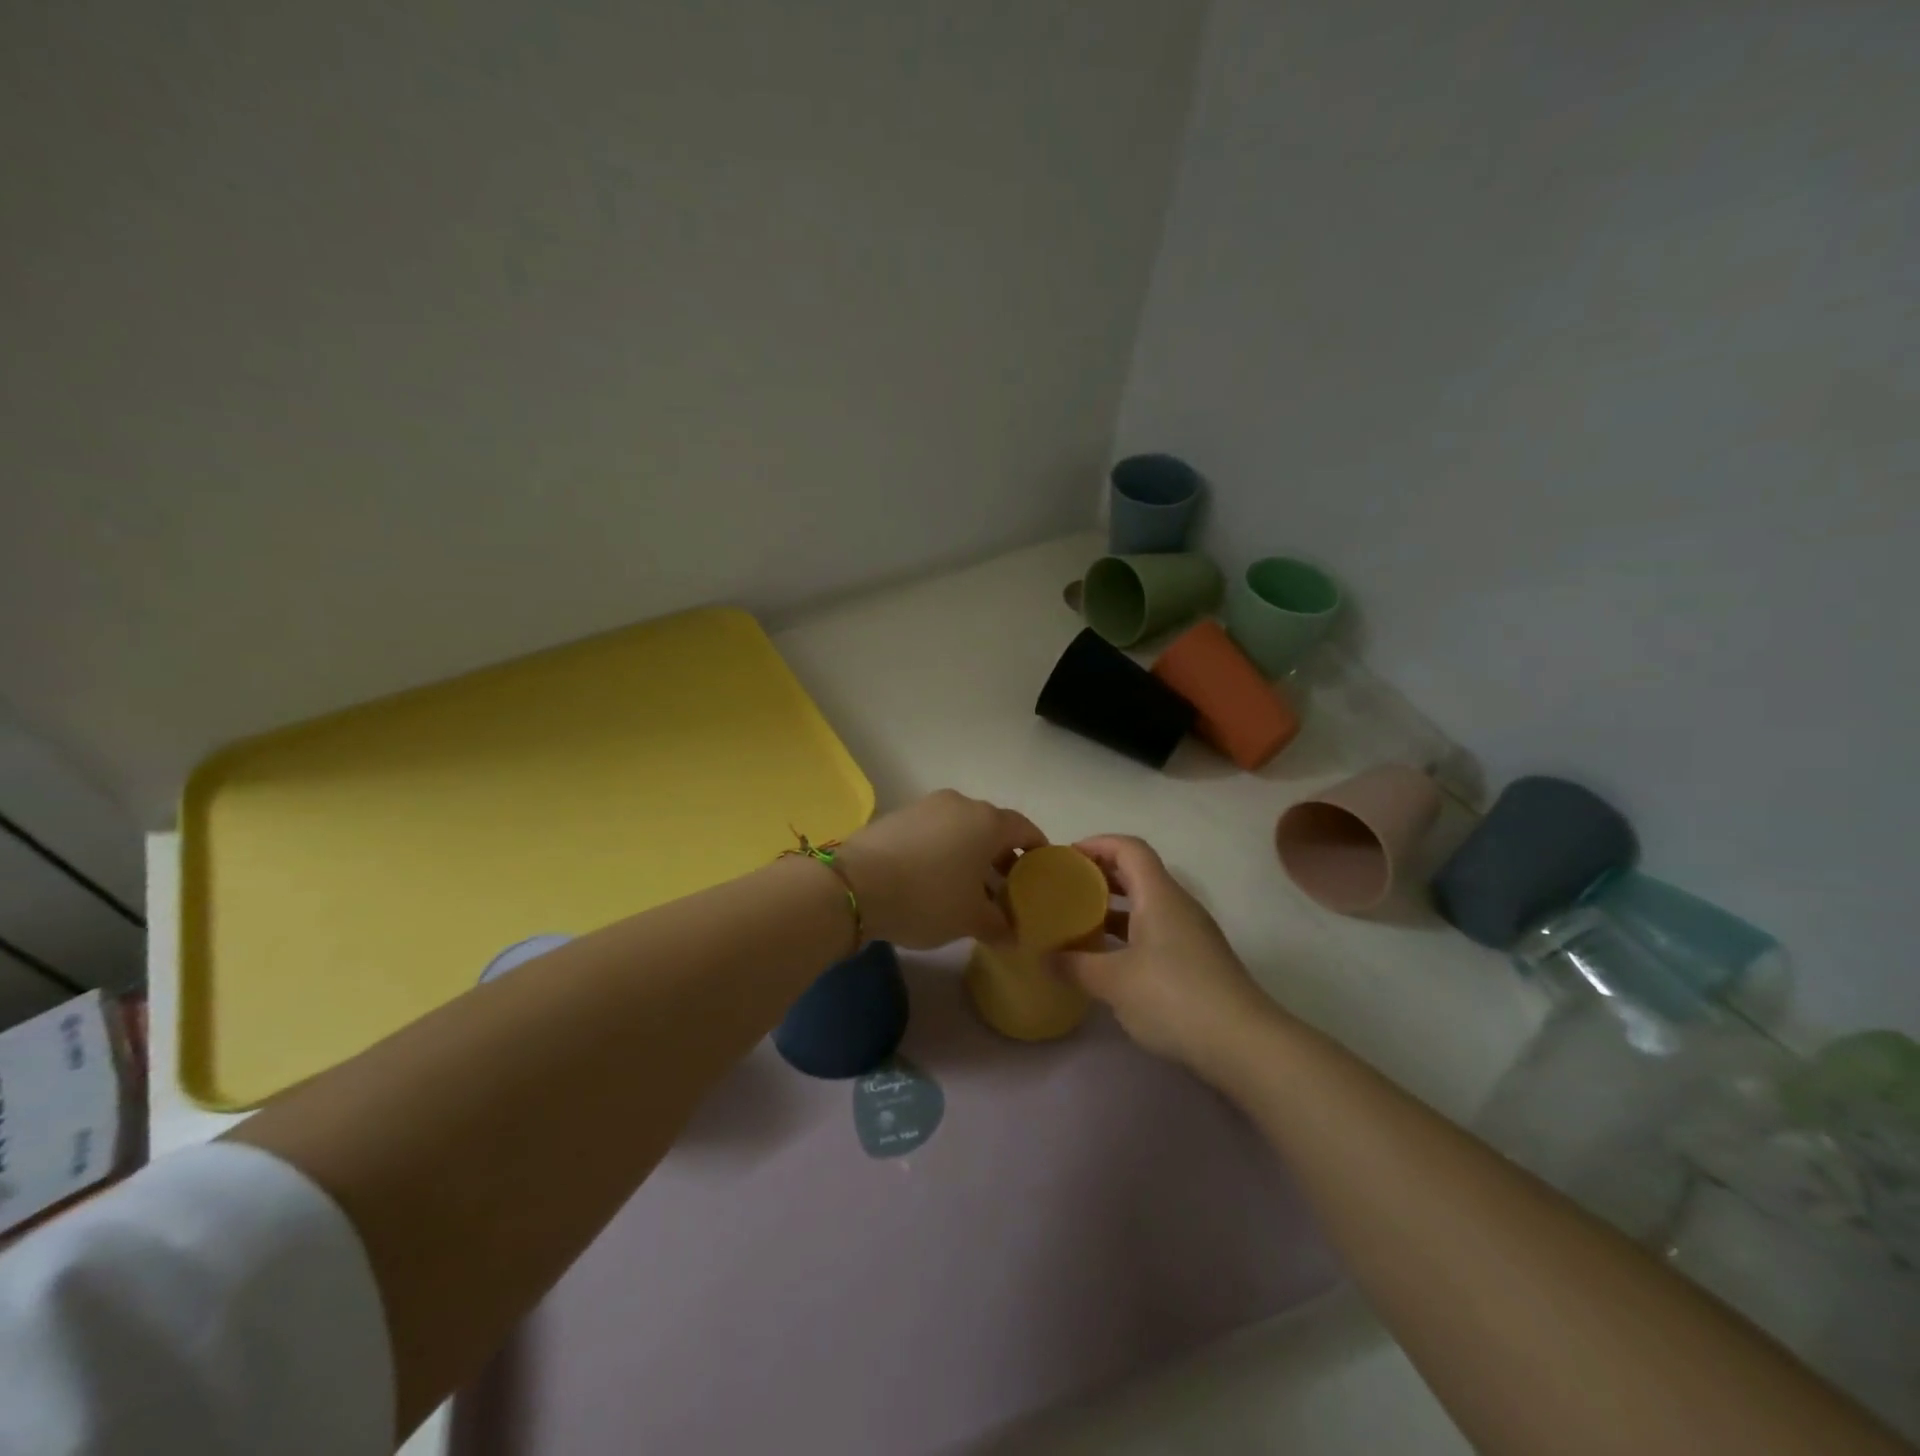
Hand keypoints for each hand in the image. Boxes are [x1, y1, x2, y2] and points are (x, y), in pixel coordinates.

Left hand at [834, 790, 1046, 948]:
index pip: (1025, 828)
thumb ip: (999, 925)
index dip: (1037, 849)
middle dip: (1002, 856)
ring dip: (970, 854)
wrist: (854, 885)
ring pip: (960, 829)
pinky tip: (934, 880)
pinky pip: (933, 832)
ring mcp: (925, 806)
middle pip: (992, 827)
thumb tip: (1013, 933)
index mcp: (987, 821)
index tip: (1041, 871)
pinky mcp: (897, 816)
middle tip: (1006, 888)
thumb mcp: (970, 920)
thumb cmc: (927, 898)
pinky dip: (942, 851)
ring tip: (969, 889)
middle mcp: (960, 804)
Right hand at [1058, 835, 1273, 1069]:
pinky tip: (1108, 958)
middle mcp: (1177, 905)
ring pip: (1147, 904)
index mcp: (1159, 895)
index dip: (1097, 844)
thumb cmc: (1174, 997)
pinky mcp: (1196, 961)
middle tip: (1066, 887)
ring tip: (1078, 921)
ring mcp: (1191, 934)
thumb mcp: (1113, 981)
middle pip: (1138, 872)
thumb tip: (1045, 956)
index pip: (1129, 848)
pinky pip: (1155, 930)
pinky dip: (1128, 933)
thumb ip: (1075, 965)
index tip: (1066, 857)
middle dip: (1100, 874)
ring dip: (1113, 906)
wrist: (1244, 1044)